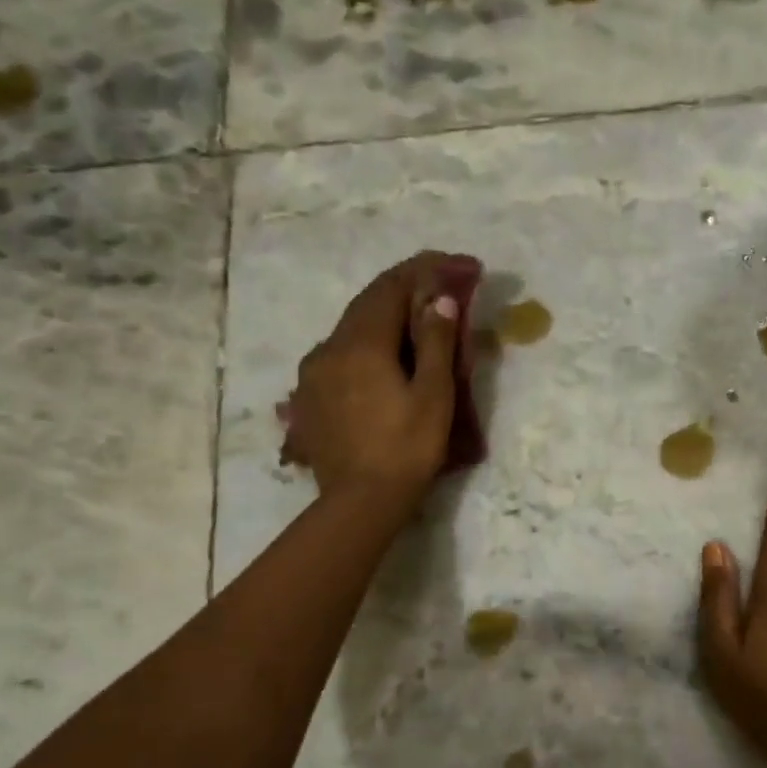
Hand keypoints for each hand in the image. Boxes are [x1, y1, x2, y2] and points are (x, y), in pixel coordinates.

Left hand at [280, 254, 461, 507]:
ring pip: (350, 330)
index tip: (457, 264)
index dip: (425, 270)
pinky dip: (365, 346)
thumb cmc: (405, 449)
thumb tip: (438, 299)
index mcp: (361, 343)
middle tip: (439, 287)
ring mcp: (313, 374)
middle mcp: (329, 348)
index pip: (391, 287)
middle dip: (404, 289)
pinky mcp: (309, 398)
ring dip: (383, 318)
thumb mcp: (433, 396)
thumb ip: (435, 342)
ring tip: (413, 323)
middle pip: (367, 304)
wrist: (359, 503)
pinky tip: (380, 360)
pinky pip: (339, 356)